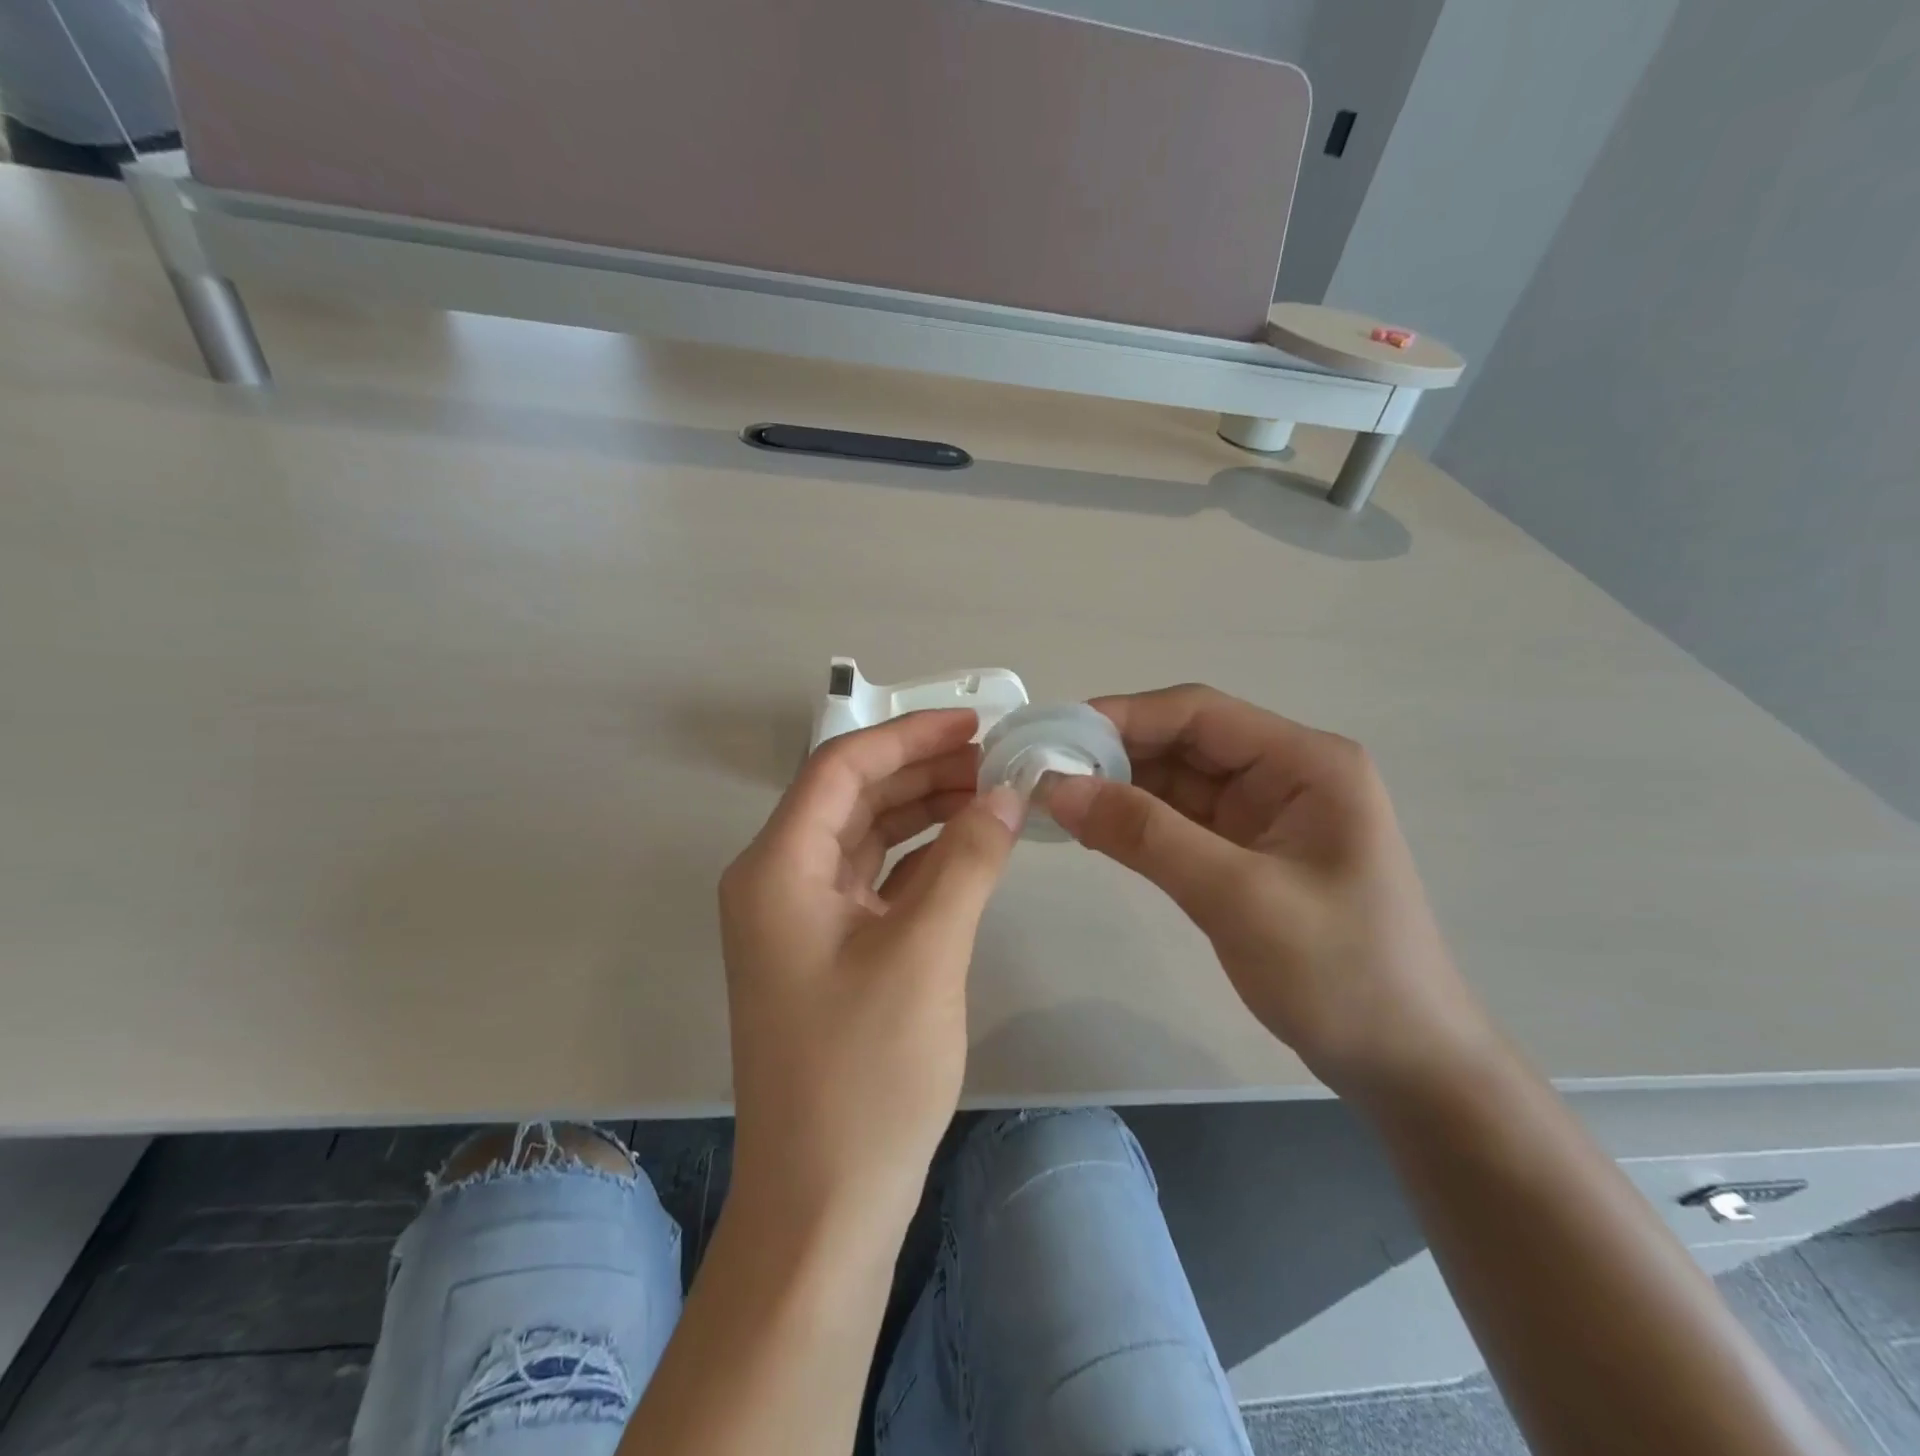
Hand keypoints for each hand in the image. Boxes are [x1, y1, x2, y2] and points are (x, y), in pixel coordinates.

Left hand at [718, 710, 1021, 1224]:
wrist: (824, 1202)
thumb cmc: (865, 1073)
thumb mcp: (925, 951)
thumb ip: (967, 859)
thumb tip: (1008, 792)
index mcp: (777, 868)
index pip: (840, 768)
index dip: (908, 736)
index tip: (974, 724)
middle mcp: (778, 882)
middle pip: (852, 798)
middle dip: (921, 770)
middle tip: (994, 759)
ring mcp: (801, 919)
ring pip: (865, 838)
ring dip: (923, 811)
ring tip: (990, 793)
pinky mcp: (827, 951)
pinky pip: (875, 881)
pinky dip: (920, 859)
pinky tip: (967, 849)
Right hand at [1042, 685, 1494, 1100]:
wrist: (1405, 1066)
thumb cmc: (1340, 973)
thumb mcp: (1238, 897)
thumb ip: (1146, 836)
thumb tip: (1057, 787)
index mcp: (1305, 763)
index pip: (1199, 713)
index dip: (1123, 716)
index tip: (1055, 736)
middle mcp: (1286, 774)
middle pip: (1184, 742)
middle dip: (1115, 754)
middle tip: (1043, 773)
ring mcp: (1266, 815)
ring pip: (1177, 782)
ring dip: (1120, 789)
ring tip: (1054, 801)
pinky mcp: (1248, 853)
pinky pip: (1181, 821)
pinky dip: (1137, 824)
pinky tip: (1093, 830)